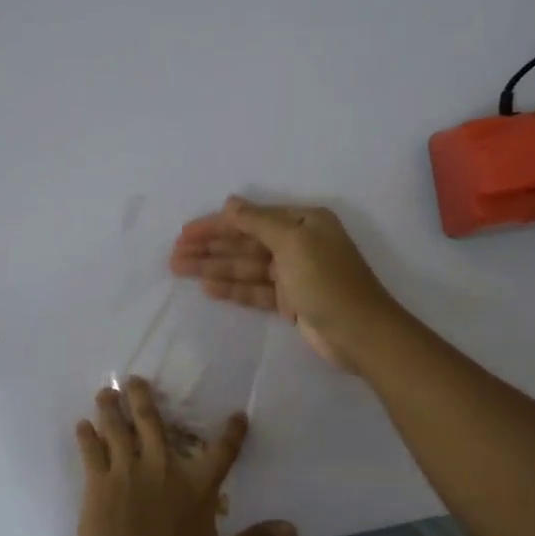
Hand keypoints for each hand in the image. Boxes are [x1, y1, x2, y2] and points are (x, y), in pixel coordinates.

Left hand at [72, 378, 295, 535]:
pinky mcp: (97, 483)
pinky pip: (90, 452)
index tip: (237, 414)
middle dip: (144, 398)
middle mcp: (162, 468)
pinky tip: (81, 425)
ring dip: (111, 409)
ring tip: (105, 392)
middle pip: (153, 423)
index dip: (232, 432)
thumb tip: (293, 530)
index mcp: (197, 487)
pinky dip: (86, 436)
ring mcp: (126, 472)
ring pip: (118, 430)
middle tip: (135, 379)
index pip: (221, 452)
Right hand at [169, 196, 402, 370]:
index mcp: (303, 222)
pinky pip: (255, 290)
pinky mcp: (290, 301)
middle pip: (245, 242)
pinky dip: (232, 288)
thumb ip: (258, 221)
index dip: (216, 225)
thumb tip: (230, 203)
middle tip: (174, 255)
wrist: (360, 333)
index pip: (251, 218)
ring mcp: (294, 274)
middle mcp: (298, 243)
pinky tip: (207, 288)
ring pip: (246, 267)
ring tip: (180, 270)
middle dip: (210, 247)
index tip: (185, 233)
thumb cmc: (327, 281)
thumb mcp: (293, 242)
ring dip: (214, 267)